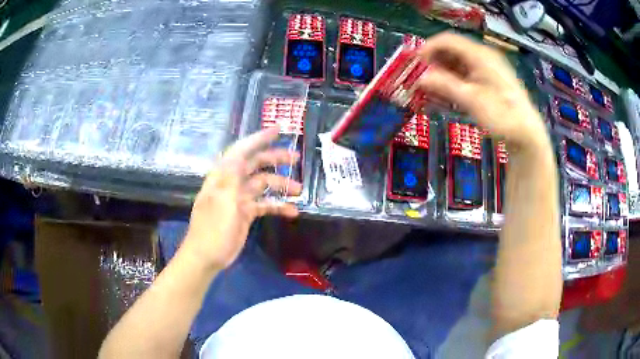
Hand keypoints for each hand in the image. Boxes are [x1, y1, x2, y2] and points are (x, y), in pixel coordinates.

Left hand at [183, 127, 301, 270]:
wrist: (207, 256)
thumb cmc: (213, 229)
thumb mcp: (222, 201)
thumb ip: (232, 177)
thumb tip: (241, 154)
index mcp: (223, 176)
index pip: (242, 150)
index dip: (259, 138)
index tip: (279, 130)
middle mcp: (232, 183)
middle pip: (255, 164)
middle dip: (275, 159)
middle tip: (296, 159)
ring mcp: (239, 198)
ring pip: (263, 184)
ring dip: (280, 185)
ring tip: (299, 190)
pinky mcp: (246, 213)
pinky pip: (265, 204)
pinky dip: (278, 206)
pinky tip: (292, 211)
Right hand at [417, 33, 547, 150]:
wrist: (526, 134)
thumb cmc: (501, 116)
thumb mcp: (472, 100)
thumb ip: (445, 86)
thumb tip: (421, 78)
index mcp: (480, 55)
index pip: (448, 40)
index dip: (428, 48)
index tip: (414, 62)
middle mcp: (483, 57)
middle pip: (452, 51)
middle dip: (434, 62)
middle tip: (421, 77)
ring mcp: (488, 69)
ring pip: (459, 64)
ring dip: (443, 73)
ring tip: (430, 88)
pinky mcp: (490, 82)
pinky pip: (467, 75)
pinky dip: (454, 81)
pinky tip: (446, 94)